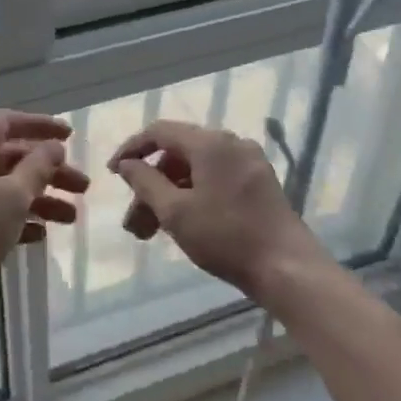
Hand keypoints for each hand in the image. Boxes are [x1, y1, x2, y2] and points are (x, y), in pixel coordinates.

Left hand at [0, 110, 88, 333]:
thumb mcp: (11, 197)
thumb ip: (37, 168)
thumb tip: (53, 147)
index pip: (7, 123)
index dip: (40, 126)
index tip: (71, 136)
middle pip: (10, 157)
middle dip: (48, 171)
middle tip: (83, 189)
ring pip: (4, 188)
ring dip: (39, 198)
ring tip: (71, 219)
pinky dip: (17, 219)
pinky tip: (40, 236)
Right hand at [109, 120, 330, 307]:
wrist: (288, 269)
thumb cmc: (226, 237)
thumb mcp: (176, 212)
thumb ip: (145, 182)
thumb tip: (127, 164)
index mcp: (211, 143)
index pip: (160, 132)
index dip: (132, 149)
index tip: (112, 173)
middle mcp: (231, 143)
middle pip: (178, 154)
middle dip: (150, 186)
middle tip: (133, 222)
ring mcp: (249, 163)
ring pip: (196, 171)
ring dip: (169, 196)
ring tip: (150, 233)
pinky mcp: (260, 184)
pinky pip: (215, 179)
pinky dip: (193, 197)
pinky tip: (182, 224)